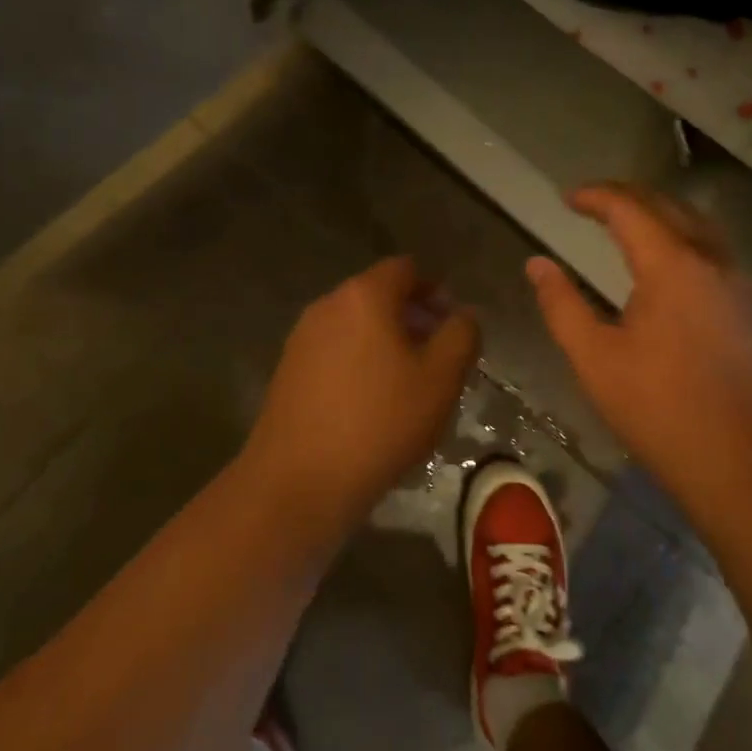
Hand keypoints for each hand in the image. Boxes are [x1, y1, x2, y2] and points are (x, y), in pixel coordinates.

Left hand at [242, 257, 479, 536]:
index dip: (435, 289)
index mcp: (364, 296)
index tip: (453, 322)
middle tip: (439, 355)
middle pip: (379, 295)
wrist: (299, 481)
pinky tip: (373, 404)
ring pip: (356, 325)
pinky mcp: (288, 370)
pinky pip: (335, 351)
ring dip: (387, 341)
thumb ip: (461, 335)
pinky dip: (360, 361)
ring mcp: (302, 338)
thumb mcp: (441, 378)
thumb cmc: (380, 422)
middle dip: (413, 317)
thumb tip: (463, 314)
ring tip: (410, 383)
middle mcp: (327, 305)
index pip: (405, 269)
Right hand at [527, 184, 751, 521]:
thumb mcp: (595, 359)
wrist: (743, 462)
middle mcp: (709, 259)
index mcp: (671, 265)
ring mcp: (735, 281)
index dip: (595, 196)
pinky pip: (710, 247)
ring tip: (624, 221)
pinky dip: (680, 234)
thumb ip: (562, 305)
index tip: (567, 199)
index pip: (629, 208)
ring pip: (695, 222)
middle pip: (666, 205)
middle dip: (626, 196)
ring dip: (657, 211)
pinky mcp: (746, 305)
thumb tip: (537, 264)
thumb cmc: (660, 409)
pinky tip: (664, 259)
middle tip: (590, 203)